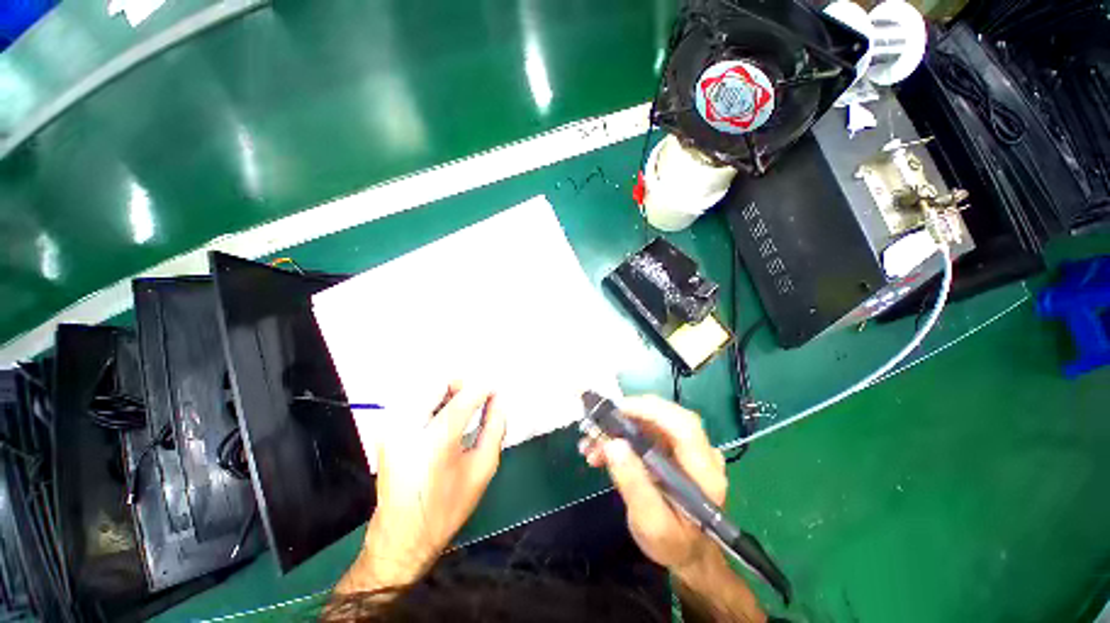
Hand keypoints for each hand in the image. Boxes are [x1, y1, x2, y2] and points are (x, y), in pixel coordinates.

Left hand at [355, 382, 506, 589]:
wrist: (400, 538)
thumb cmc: (447, 508)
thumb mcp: (482, 469)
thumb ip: (495, 428)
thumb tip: (498, 400)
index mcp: (435, 441)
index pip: (464, 397)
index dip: (483, 389)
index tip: (495, 391)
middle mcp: (408, 427)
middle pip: (438, 383)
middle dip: (462, 385)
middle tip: (476, 399)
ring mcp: (392, 428)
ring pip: (424, 388)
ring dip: (447, 391)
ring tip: (461, 409)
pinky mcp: (386, 431)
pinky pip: (413, 400)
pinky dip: (432, 400)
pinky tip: (442, 417)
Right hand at [579, 395, 726, 573]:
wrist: (686, 553)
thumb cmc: (672, 544)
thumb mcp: (650, 523)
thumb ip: (634, 485)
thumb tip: (613, 444)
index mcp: (704, 473)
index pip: (683, 426)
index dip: (651, 411)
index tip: (617, 410)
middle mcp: (700, 453)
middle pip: (665, 417)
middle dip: (628, 416)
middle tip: (597, 424)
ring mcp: (686, 448)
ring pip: (651, 422)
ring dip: (619, 427)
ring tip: (592, 445)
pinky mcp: (672, 448)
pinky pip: (645, 431)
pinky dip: (621, 435)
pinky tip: (601, 450)